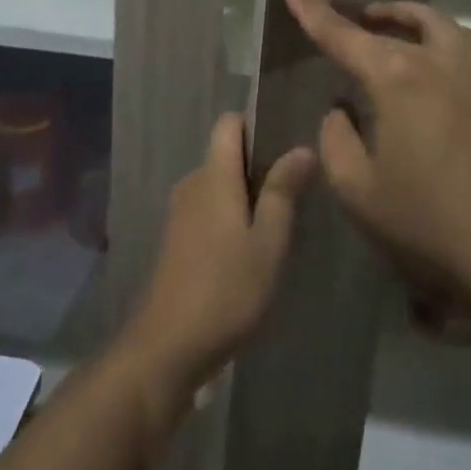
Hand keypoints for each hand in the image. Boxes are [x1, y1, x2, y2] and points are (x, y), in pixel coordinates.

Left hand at [118, 113, 315, 403]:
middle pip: (226, 154)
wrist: (168, 345)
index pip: (229, 124)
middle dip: (259, 165)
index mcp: (213, 176)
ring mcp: (179, 212)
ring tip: (280, 223)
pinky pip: (208, 209)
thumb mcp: (268, 242)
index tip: (288, 141)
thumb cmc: (227, 290)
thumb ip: (283, 191)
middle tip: (297, 192)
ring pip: (218, 185)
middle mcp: (192, 184)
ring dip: (247, 195)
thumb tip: (302, 148)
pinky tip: (251, 249)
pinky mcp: (176, 239)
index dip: (257, 124)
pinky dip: (230, 216)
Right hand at [281, 0, 470, 303]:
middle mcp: (439, 61)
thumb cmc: (430, 222)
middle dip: (365, 13)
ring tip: (395, 25)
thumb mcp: (358, 190)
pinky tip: (458, 51)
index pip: (341, 34)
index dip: (312, 9)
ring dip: (412, 19)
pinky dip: (464, 40)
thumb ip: (336, 141)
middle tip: (348, 16)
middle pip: (397, 21)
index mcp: (395, 78)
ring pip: (443, 25)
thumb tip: (341, 111)